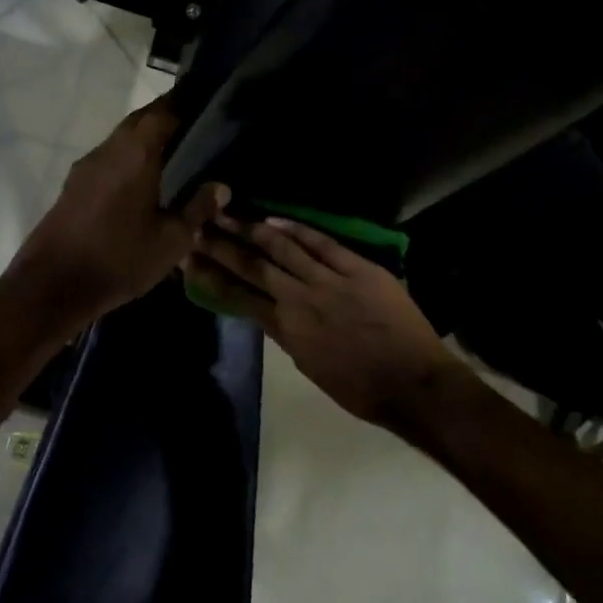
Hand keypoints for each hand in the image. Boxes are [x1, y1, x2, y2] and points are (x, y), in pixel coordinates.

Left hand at [4, 97, 227, 335]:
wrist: (52, 284)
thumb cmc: (119, 259)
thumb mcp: (171, 241)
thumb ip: (197, 209)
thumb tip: (221, 187)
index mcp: (136, 153)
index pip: (164, 111)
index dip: (185, 103)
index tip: (206, 102)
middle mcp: (109, 149)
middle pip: (140, 120)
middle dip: (165, 117)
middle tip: (194, 126)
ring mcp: (86, 165)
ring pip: (121, 139)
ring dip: (144, 138)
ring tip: (173, 152)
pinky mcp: (73, 184)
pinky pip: (108, 158)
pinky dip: (128, 158)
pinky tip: (142, 179)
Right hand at [184, 214, 458, 425]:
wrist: (414, 385)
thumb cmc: (361, 389)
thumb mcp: (310, 367)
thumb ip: (287, 335)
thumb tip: (269, 312)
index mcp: (286, 330)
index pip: (238, 296)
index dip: (211, 276)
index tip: (188, 258)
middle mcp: (299, 300)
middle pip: (252, 266)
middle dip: (221, 245)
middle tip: (197, 225)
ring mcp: (329, 281)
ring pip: (282, 248)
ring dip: (251, 229)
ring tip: (227, 214)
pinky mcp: (357, 269)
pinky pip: (322, 243)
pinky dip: (297, 229)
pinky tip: (274, 219)